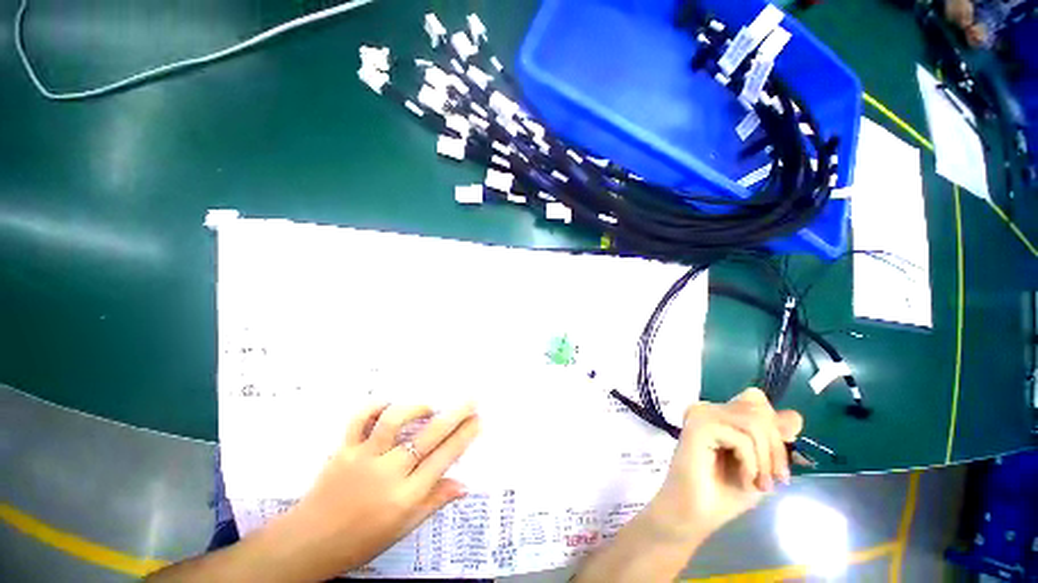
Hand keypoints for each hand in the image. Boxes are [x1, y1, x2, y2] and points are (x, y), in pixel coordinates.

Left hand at [283, 402, 479, 573]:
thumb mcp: (401, 529)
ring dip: (416, 408)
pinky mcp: (343, 450)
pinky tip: (390, 406)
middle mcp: (387, 474)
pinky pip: (360, 419)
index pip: (444, 459)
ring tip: (429, 407)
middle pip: (428, 436)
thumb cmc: (360, 541)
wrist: (308, 545)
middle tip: (470, 401)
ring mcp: (363, 459)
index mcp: (405, 498)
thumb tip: (464, 485)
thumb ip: (433, 502)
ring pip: (394, 421)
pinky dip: (376, 407)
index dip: (464, 436)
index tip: (478, 420)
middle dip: (455, 415)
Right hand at [646, 388, 801, 541]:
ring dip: (766, 459)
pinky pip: (741, 438)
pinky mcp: (698, 427)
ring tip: (761, 485)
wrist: (694, 514)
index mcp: (720, 415)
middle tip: (775, 480)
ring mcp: (702, 415)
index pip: (755, 399)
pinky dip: (752, 464)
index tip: (778, 463)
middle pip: (759, 410)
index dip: (774, 426)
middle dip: (775, 448)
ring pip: (754, 422)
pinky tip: (746, 481)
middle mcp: (709, 408)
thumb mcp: (760, 466)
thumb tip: (795, 416)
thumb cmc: (724, 493)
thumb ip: (773, 440)